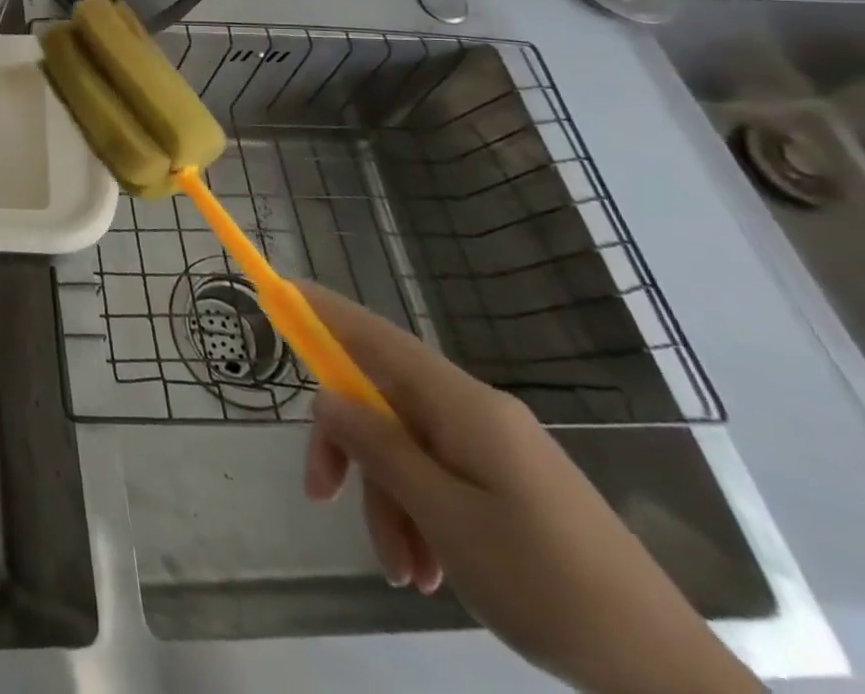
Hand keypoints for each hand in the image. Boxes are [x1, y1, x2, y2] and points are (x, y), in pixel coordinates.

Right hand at [300, 282, 757, 693]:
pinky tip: (429, 570)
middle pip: (382, 401)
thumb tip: (327, 396)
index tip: (279, 291)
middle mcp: (474, 411)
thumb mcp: (443, 516)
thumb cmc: (546, 582)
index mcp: (461, 403)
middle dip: (350, 449)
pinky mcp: (510, 483)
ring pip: (407, 448)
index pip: (375, 336)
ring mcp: (495, 447)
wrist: (666, 677)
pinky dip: (420, 515)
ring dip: (388, 501)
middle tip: (319, 494)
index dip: (323, 310)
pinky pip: (439, 477)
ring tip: (403, 572)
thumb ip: (377, 447)